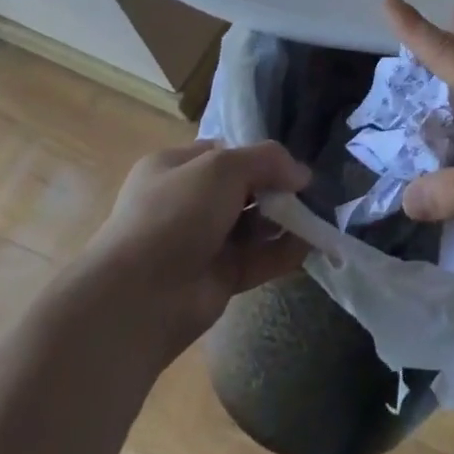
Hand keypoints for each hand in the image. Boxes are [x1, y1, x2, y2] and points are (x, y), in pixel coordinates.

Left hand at [75, 140, 311, 364]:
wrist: (136, 300)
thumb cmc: (174, 214)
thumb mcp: (223, 166)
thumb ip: (268, 160)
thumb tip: (303, 174)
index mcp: (174, 169)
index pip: (224, 153)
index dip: (258, 155)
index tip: (290, 163)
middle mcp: (186, 204)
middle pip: (243, 189)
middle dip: (277, 189)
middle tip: (309, 192)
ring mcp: (201, 244)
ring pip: (252, 225)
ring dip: (284, 220)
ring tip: (317, 215)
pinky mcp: (217, 279)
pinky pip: (257, 259)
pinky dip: (282, 252)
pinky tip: (309, 244)